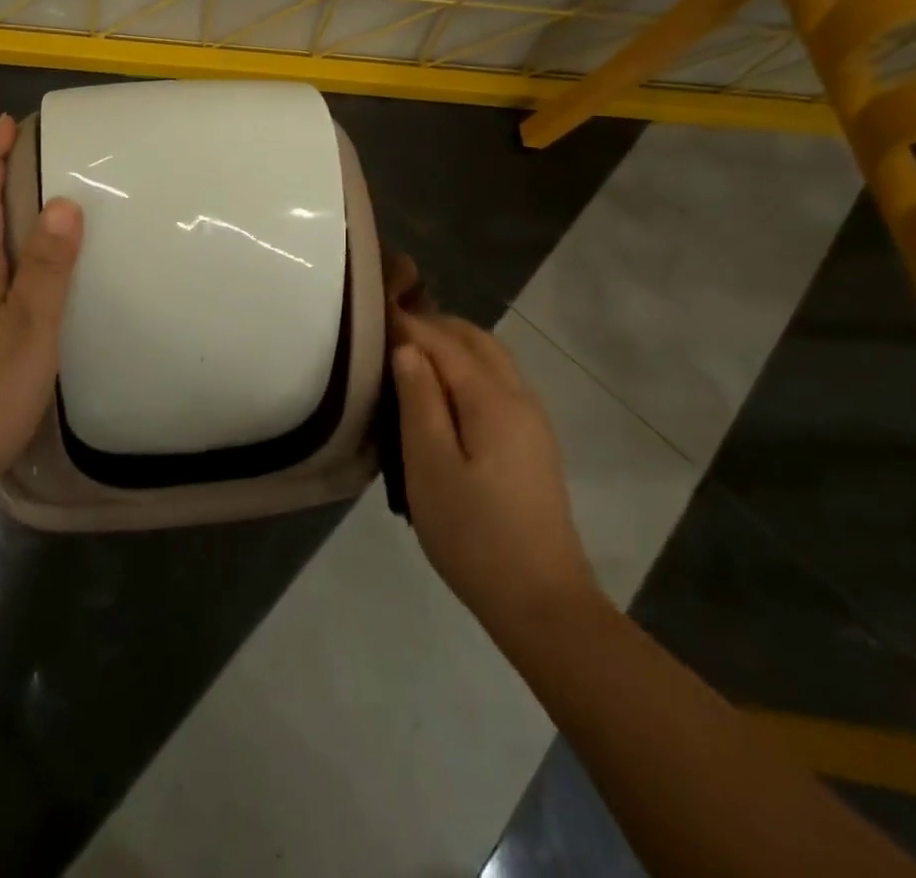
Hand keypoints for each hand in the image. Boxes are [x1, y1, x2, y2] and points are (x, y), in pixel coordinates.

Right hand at [389, 308, 600, 636]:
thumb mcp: (430, 465)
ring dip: (453, 346)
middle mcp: (519, 398)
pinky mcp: (533, 444)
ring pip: (492, 360)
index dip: (409, 324)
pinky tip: (442, 393)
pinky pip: (498, 384)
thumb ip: (419, 400)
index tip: (373, 312)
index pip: (445, 342)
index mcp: (492, 399)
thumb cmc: (474, 534)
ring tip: (410, 355)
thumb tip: (407, 350)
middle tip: (390, 328)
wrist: (542, 602)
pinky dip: (468, 370)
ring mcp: (532, 422)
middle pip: (477, 340)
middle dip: (435, 326)